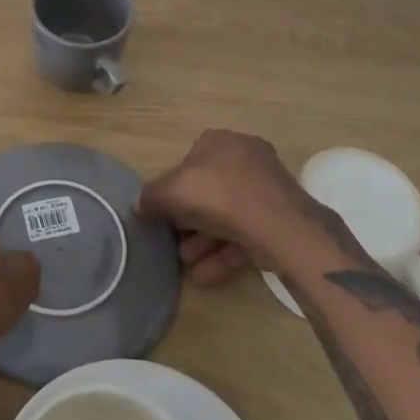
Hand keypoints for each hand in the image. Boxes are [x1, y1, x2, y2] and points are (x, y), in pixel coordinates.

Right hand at [138, 130, 369, 284]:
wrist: (279, 226)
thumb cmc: (219, 195)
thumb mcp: (172, 191)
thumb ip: (151, 197)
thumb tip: (139, 205)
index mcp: (222, 142)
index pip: (190, 161)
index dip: (174, 188)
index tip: (164, 213)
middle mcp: (246, 160)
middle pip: (209, 192)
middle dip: (189, 221)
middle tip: (174, 244)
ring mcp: (266, 191)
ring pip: (227, 217)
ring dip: (203, 242)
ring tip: (185, 265)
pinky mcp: (279, 221)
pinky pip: (244, 235)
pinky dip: (223, 255)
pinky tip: (203, 278)